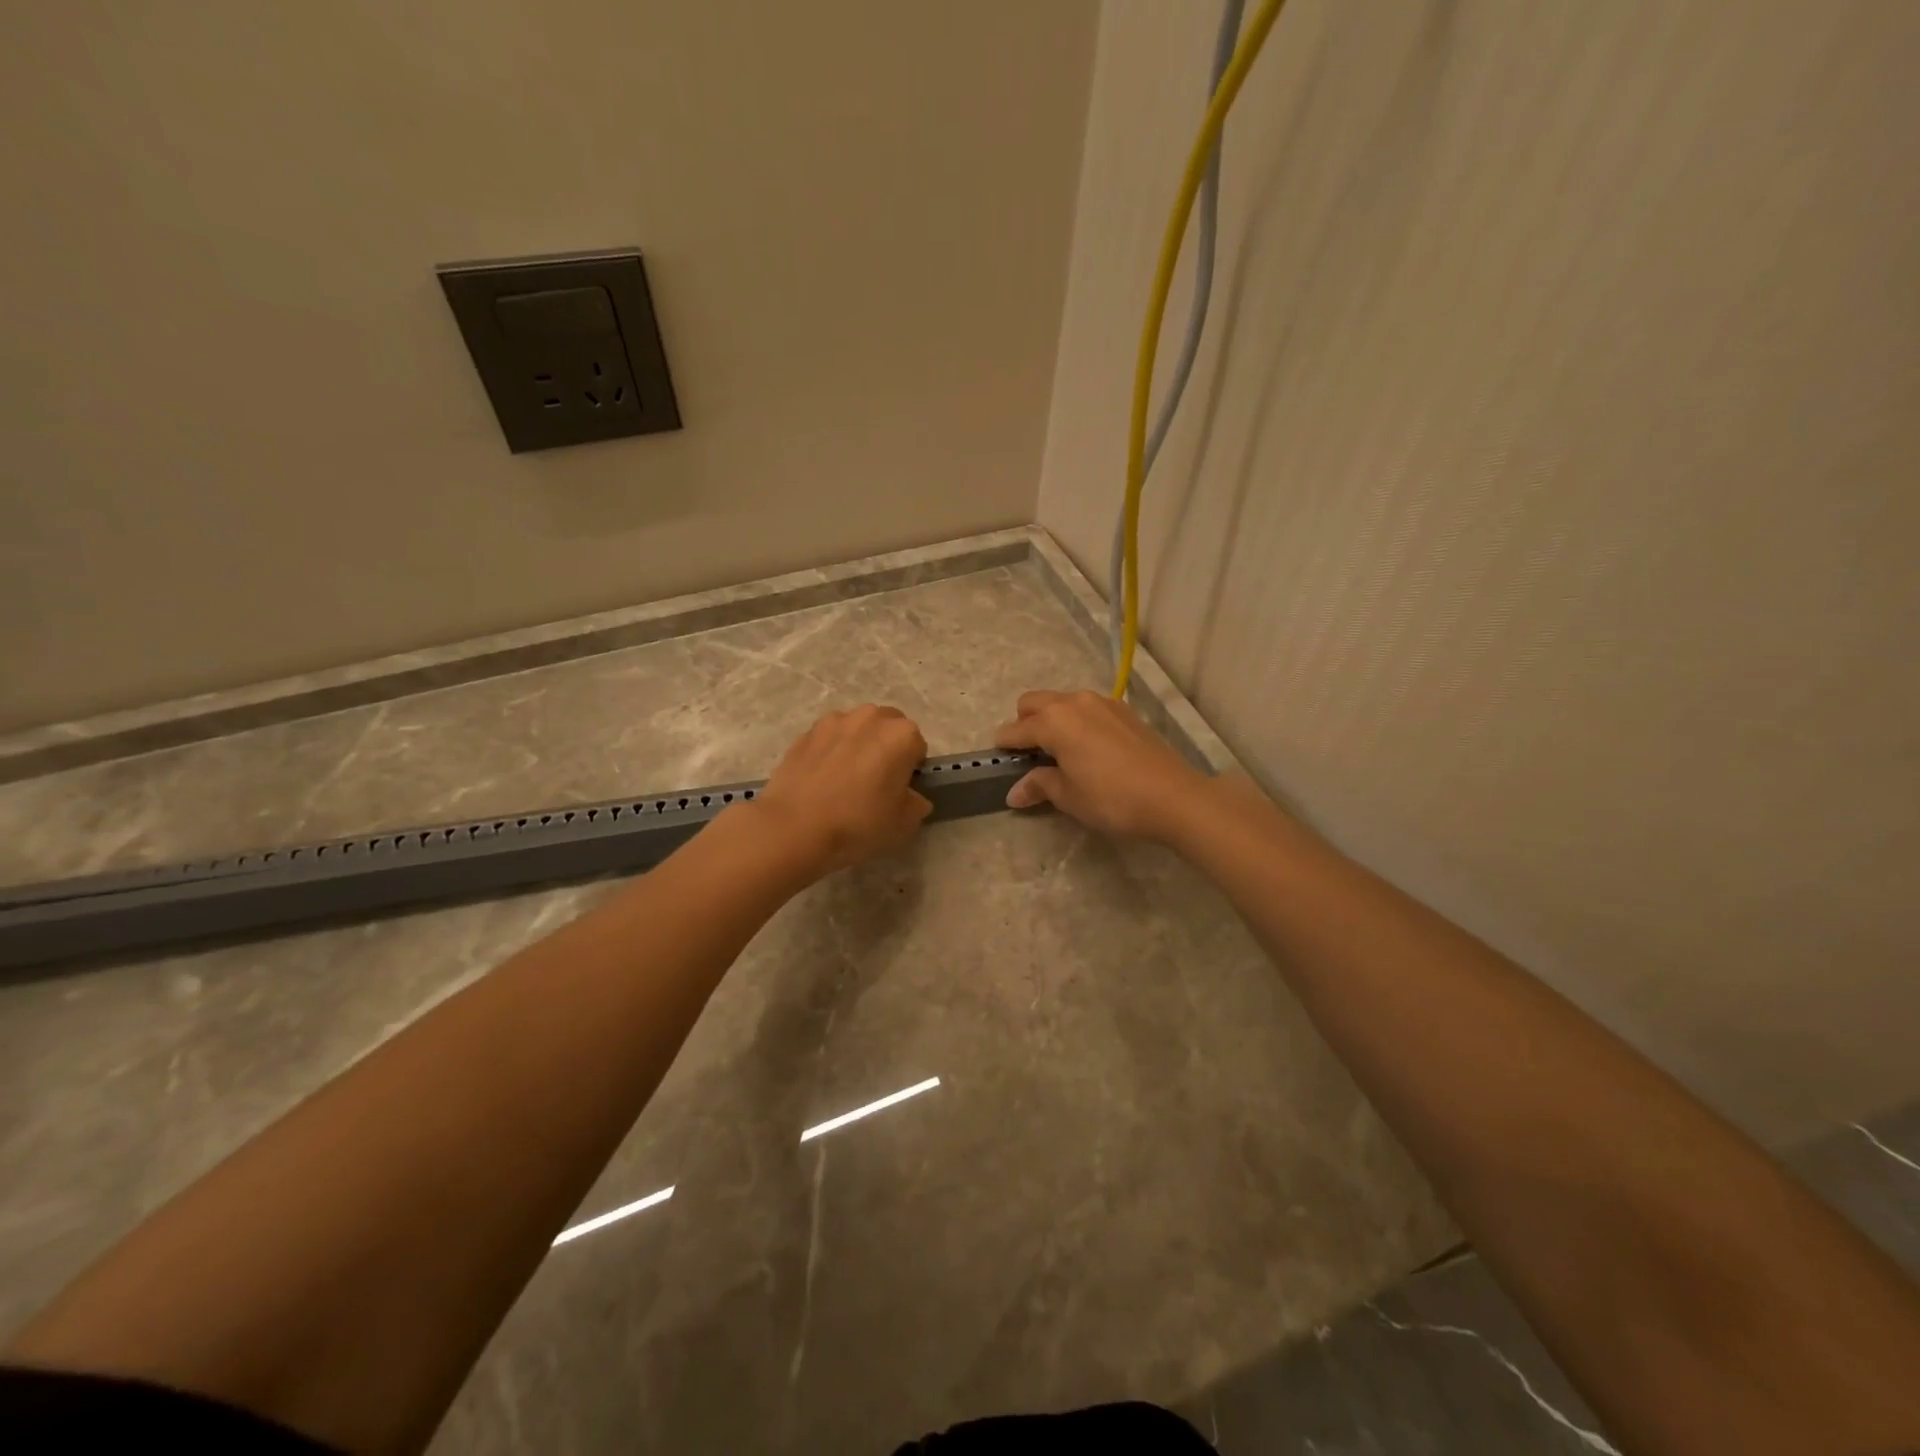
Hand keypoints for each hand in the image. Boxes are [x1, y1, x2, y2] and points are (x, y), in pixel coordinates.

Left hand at [751, 705, 931, 877]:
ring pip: (857, 729)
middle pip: (889, 728)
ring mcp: (834, 721)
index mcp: (901, 735)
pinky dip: (831, 751)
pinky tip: (822, 780)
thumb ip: (916, 804)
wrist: (794, 827)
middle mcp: (871, 717)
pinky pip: (829, 738)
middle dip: (887, 748)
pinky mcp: (806, 732)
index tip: (899, 791)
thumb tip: (911, 797)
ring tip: (846, 779)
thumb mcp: (903, 825)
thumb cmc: (857, 824)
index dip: (911, 770)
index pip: (918, 747)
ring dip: (859, 745)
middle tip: (876, 782)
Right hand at [993, 689, 1206, 840]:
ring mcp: (1102, 703)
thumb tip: (1015, 792)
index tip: (999, 758)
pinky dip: (1076, 721)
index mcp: (1054, 721)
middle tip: (1030, 754)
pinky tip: (1088, 748)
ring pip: (1062, 701)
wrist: (1173, 796)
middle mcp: (1074, 702)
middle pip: (1034, 702)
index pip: (1016, 729)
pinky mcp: (1124, 711)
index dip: (1004, 745)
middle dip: (1024, 723)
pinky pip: (1087, 708)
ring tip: (1059, 751)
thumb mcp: (1069, 796)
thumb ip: (1039, 785)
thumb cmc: (1112, 798)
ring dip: (1051, 719)